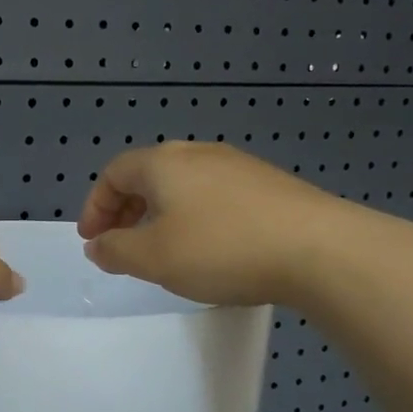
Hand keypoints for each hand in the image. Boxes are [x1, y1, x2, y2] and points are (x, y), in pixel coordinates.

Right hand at [77, 143, 349, 305]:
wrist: (320, 249)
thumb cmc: (222, 249)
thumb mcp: (154, 258)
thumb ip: (115, 250)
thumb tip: (97, 245)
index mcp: (163, 163)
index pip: (114, 173)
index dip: (95, 206)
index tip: (92, 240)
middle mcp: (198, 153)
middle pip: (148, 175)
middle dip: (126, 210)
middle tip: (121, 244)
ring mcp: (238, 166)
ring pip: (183, 185)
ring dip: (161, 213)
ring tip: (163, 248)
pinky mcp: (268, 185)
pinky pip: (214, 195)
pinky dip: (195, 216)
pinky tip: (209, 246)